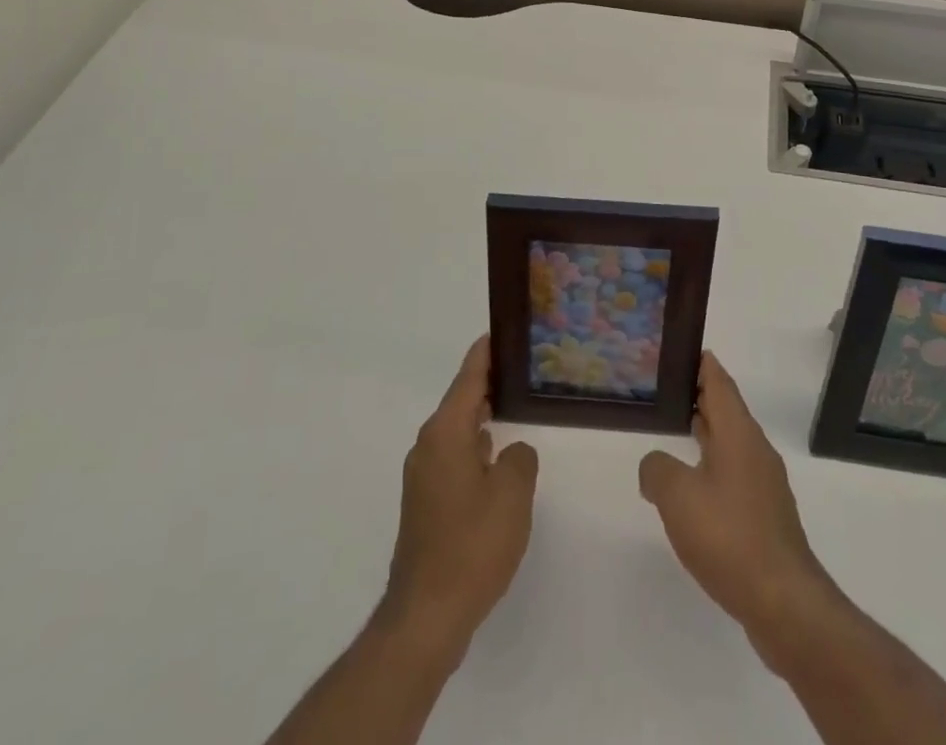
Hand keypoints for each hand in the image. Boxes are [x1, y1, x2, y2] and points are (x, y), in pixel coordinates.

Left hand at [380, 335, 538, 662]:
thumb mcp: (512, 495)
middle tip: (522, 368)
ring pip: (457, 430)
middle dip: (488, 383)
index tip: (502, 329)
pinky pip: (454, 456)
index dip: (486, 352)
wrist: (426, 616)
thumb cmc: (471, 545)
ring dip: (482, 417)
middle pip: (461, 400)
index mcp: (445, 433)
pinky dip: (475, 446)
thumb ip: (520, 458)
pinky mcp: (425, 502)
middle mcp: (428, 445)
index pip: (468, 377)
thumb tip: (512, 452)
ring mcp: (423, 475)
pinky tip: (497, 458)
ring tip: (515, 406)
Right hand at [639, 353, 840, 660]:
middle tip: (666, 387)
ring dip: (705, 433)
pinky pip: (734, 475)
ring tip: (673, 431)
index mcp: (738, 432)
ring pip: (730, 443)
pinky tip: (693, 488)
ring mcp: (764, 485)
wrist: (783, 602)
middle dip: (699, 395)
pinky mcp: (765, 517)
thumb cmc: (729, 535)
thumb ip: (657, 469)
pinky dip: (712, 467)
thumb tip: (655, 466)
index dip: (701, 362)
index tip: (680, 348)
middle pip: (726, 410)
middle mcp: (755, 450)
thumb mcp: (677, 495)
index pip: (719, 381)